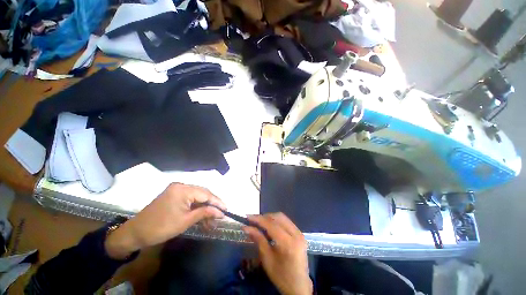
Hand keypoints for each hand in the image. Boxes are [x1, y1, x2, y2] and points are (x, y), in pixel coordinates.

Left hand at [105, 183, 224, 259]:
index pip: (206, 194)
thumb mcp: (185, 221)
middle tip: (220, 214)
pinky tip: (202, 215)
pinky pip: (190, 199)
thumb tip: (220, 212)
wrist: (135, 233)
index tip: (226, 210)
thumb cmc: (160, 228)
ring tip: (212, 219)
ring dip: (205, 207)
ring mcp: (177, 189)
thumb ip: (205, 213)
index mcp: (183, 189)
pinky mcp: (174, 195)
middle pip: (203, 194)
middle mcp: (181, 185)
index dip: (217, 202)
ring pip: (197, 197)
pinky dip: (196, 207)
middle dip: (212, 205)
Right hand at [243, 213, 311, 294]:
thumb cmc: (281, 276)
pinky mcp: (300, 233)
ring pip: (282, 217)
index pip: (271, 225)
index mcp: (288, 243)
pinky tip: (269, 225)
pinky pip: (286, 221)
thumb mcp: (267, 259)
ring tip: (259, 222)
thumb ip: (258, 239)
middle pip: (278, 217)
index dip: (259, 219)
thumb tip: (246, 227)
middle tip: (253, 220)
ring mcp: (300, 233)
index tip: (248, 217)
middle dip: (264, 217)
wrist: (299, 286)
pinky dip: (276, 221)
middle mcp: (296, 234)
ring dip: (270, 217)